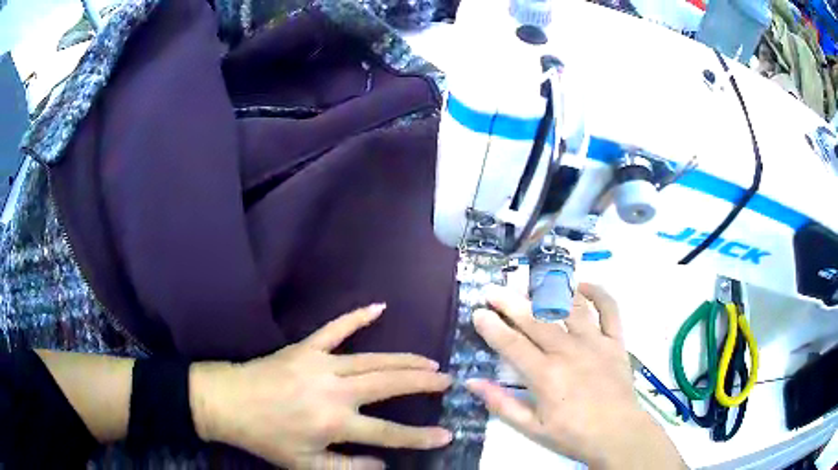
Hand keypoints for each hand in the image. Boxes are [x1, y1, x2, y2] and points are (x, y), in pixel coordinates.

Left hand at [190, 304, 452, 468]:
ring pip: (373, 358)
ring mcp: (321, 363)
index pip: (389, 432)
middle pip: (389, 384)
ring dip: (404, 359)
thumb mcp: (306, 465)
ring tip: (429, 361)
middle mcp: (334, 390)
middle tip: (447, 380)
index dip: (421, 436)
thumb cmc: (267, 437)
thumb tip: (384, 464)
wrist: (228, 402)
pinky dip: (357, 317)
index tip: (447, 433)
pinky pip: (335, 329)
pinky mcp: (306, 347)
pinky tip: (379, 306)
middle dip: (423, 383)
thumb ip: (349, 467)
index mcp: (334, 422)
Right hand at [467, 284, 685, 469]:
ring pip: (570, 307)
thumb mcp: (531, 428)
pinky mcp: (615, 341)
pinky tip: (581, 286)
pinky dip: (597, 293)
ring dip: (549, 291)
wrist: (617, 434)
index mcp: (545, 375)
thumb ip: (502, 404)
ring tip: (532, 282)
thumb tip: (472, 382)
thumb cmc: (573, 434)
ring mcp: (595, 342)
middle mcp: (568, 351)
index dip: (492, 327)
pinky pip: (609, 309)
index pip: (512, 344)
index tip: (478, 312)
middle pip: (536, 320)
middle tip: (493, 291)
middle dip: (511, 302)